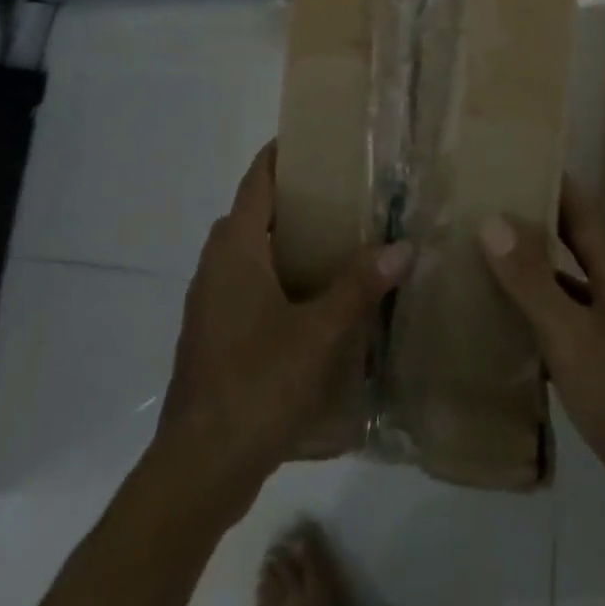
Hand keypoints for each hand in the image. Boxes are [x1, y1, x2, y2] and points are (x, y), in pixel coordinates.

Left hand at [158, 143, 412, 519]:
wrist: (200, 465)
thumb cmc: (257, 383)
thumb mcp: (319, 333)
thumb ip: (360, 286)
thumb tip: (404, 246)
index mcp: (235, 248)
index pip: (257, 179)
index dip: (282, 154)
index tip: (318, 139)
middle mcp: (217, 264)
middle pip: (255, 211)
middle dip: (295, 197)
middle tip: (345, 192)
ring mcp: (211, 301)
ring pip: (251, 250)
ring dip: (287, 239)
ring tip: (339, 239)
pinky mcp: (214, 333)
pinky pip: (249, 283)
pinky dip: (279, 275)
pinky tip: (316, 298)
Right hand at [477, 178, 604, 537]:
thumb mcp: (571, 337)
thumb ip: (531, 280)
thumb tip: (491, 219)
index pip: (582, 208)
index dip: (550, 181)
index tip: (509, 160)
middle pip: (575, 241)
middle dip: (534, 222)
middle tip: (481, 207)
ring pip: (570, 282)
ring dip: (534, 269)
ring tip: (483, 257)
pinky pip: (571, 319)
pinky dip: (541, 312)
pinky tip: (507, 322)